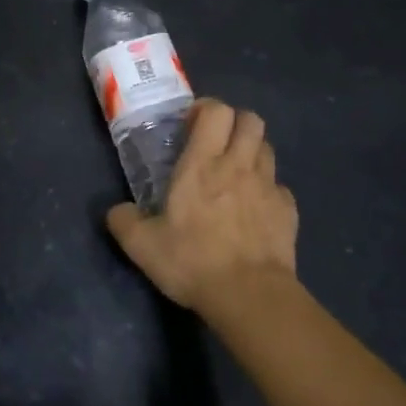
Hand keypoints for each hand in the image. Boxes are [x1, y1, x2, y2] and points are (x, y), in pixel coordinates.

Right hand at [106, 99, 299, 324]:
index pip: (216, 111)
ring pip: (267, 148)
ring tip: (236, 173)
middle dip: (234, 123)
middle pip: (250, 119)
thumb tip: (116, 211)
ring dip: (252, 152)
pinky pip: (279, 187)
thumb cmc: (193, 260)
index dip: (206, 109)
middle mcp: (239, 165)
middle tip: (216, 143)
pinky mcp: (288, 211)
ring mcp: (268, 187)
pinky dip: (268, 190)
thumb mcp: (142, 245)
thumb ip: (124, 221)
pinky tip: (255, 209)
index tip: (191, 125)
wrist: (250, 296)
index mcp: (203, 163)